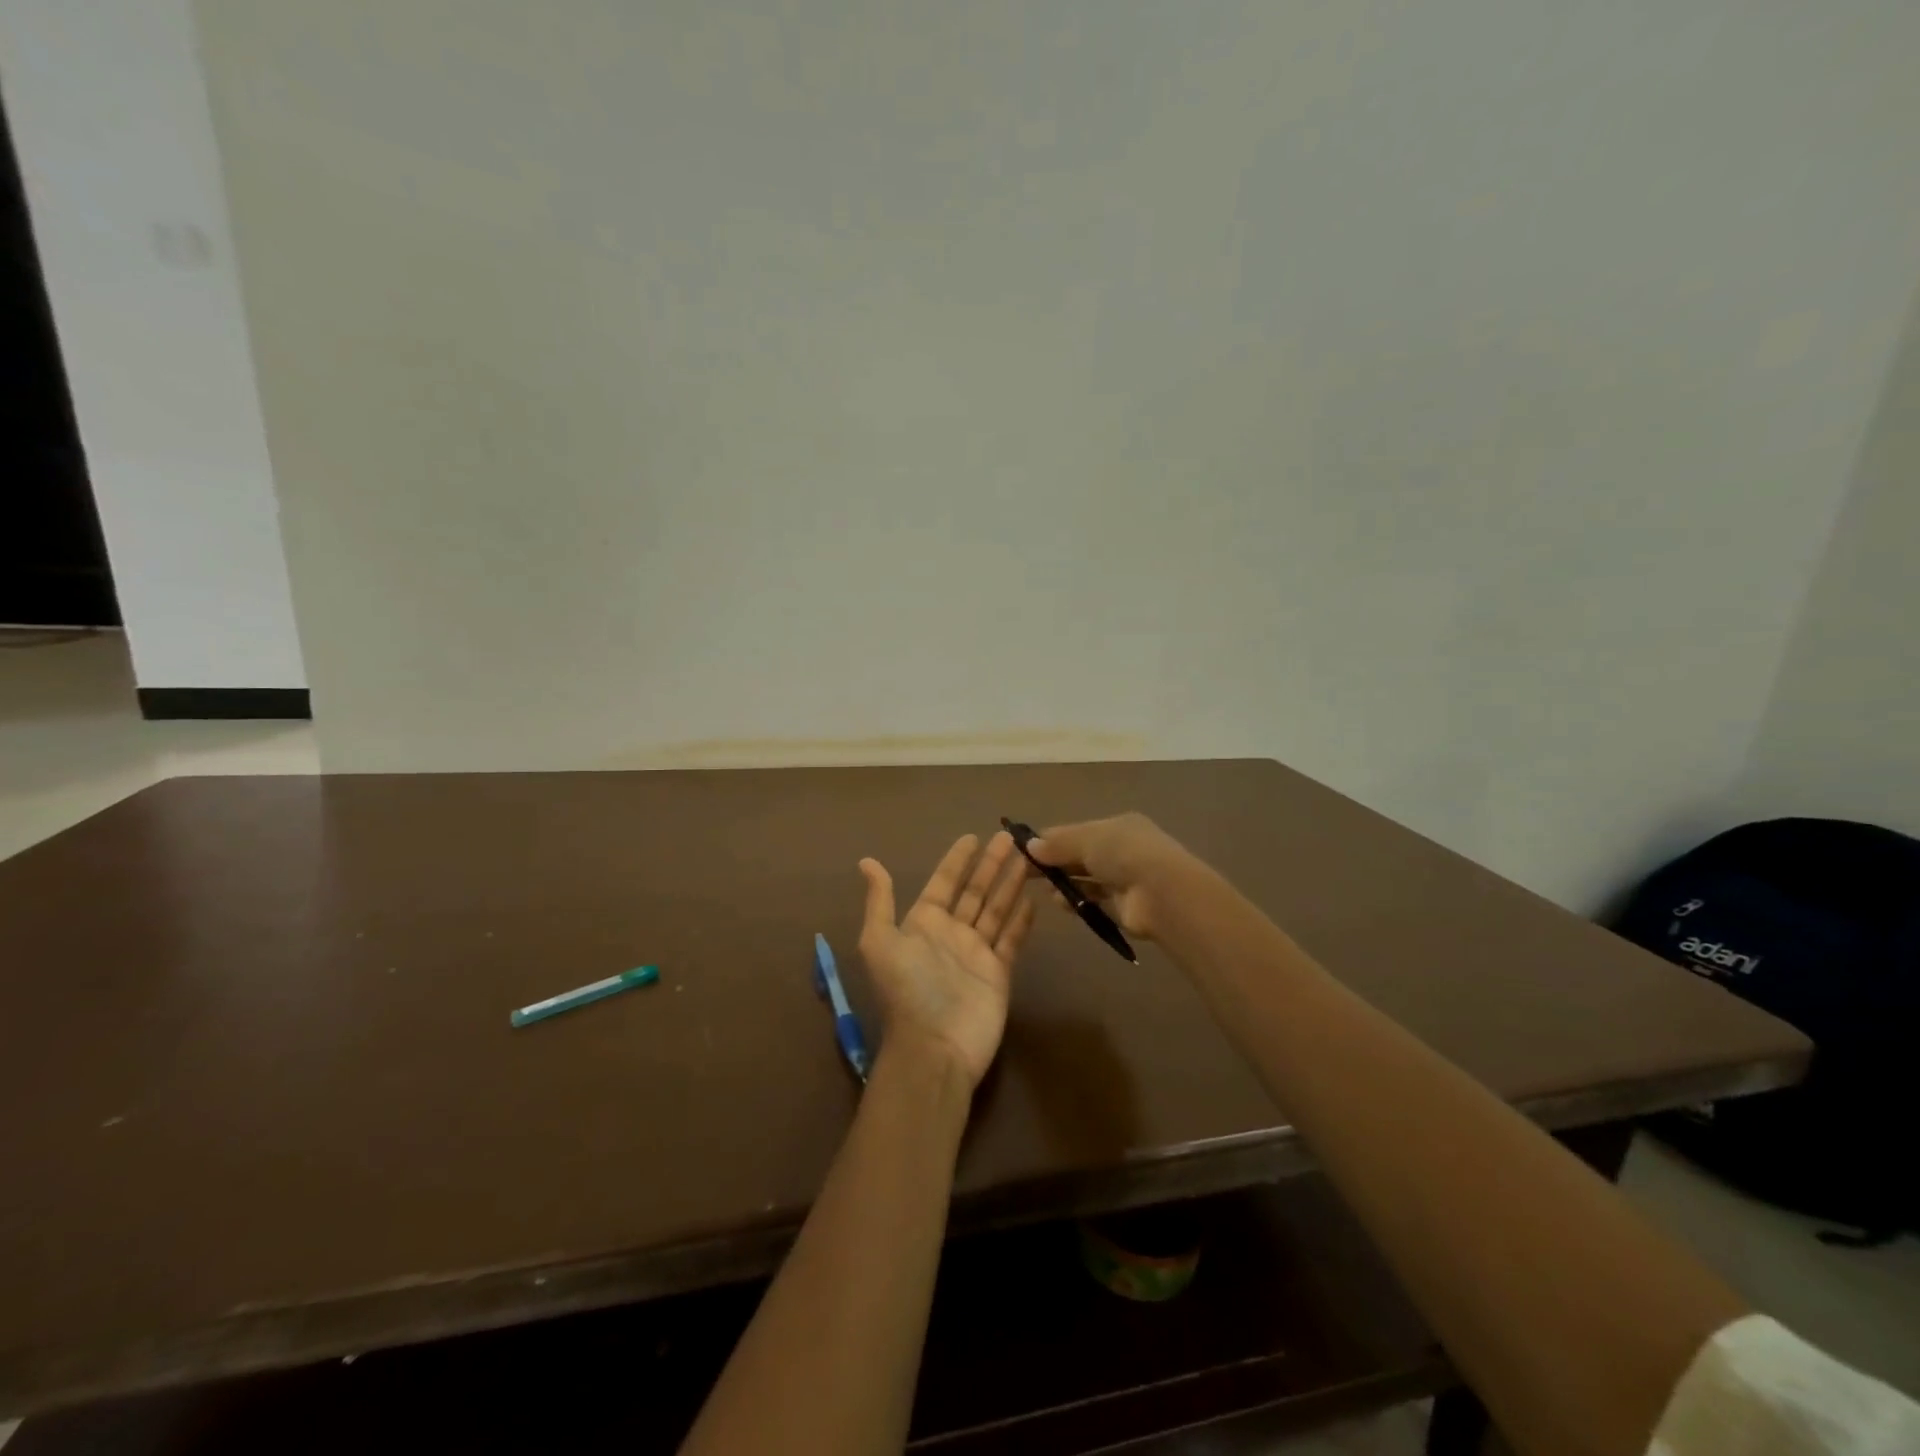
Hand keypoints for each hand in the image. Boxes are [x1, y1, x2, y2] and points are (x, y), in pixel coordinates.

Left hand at [857, 831, 1035, 1090]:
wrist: (934, 1047)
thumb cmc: (907, 990)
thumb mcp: (879, 942)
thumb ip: (879, 901)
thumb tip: (866, 861)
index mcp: (922, 923)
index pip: (943, 882)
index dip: (957, 860)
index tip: (972, 837)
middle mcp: (950, 933)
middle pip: (975, 891)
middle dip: (991, 864)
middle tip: (1010, 837)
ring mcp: (976, 952)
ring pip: (996, 909)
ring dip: (1010, 883)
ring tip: (1027, 858)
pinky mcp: (998, 972)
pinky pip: (1011, 939)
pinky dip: (1021, 920)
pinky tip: (1033, 899)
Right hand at [1026, 812, 1192, 941]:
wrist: (1162, 893)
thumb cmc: (1123, 854)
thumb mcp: (1086, 839)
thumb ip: (1057, 843)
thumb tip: (1029, 846)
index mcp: (1118, 826)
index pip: (1078, 831)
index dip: (1052, 838)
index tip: (1025, 848)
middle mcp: (1123, 851)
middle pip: (1081, 855)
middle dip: (1056, 862)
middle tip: (1026, 871)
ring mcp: (1125, 880)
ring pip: (1087, 879)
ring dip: (1065, 882)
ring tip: (1043, 888)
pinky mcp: (1124, 907)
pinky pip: (1094, 901)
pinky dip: (1077, 900)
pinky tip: (1059, 903)